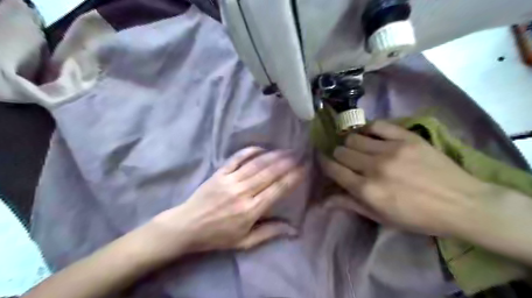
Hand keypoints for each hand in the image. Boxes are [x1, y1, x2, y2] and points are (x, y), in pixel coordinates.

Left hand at [147, 148, 305, 258]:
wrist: (187, 226)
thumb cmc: (217, 236)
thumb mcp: (245, 242)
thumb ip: (269, 233)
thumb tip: (293, 230)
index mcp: (251, 210)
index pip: (277, 190)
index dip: (293, 178)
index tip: (304, 168)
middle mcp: (243, 192)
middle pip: (269, 173)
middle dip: (287, 162)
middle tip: (299, 154)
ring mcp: (230, 181)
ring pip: (256, 164)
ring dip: (273, 155)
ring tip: (286, 150)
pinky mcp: (219, 173)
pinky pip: (236, 159)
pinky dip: (249, 151)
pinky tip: (261, 148)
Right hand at [320, 120, 489, 236]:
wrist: (462, 204)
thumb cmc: (417, 216)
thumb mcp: (381, 217)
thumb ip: (350, 204)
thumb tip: (322, 201)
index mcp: (367, 190)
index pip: (334, 169)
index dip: (325, 163)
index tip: (324, 160)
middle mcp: (374, 168)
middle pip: (341, 151)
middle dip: (338, 155)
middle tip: (345, 159)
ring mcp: (391, 150)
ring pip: (354, 137)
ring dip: (351, 143)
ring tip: (359, 148)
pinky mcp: (406, 137)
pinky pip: (376, 125)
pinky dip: (368, 129)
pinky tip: (371, 135)